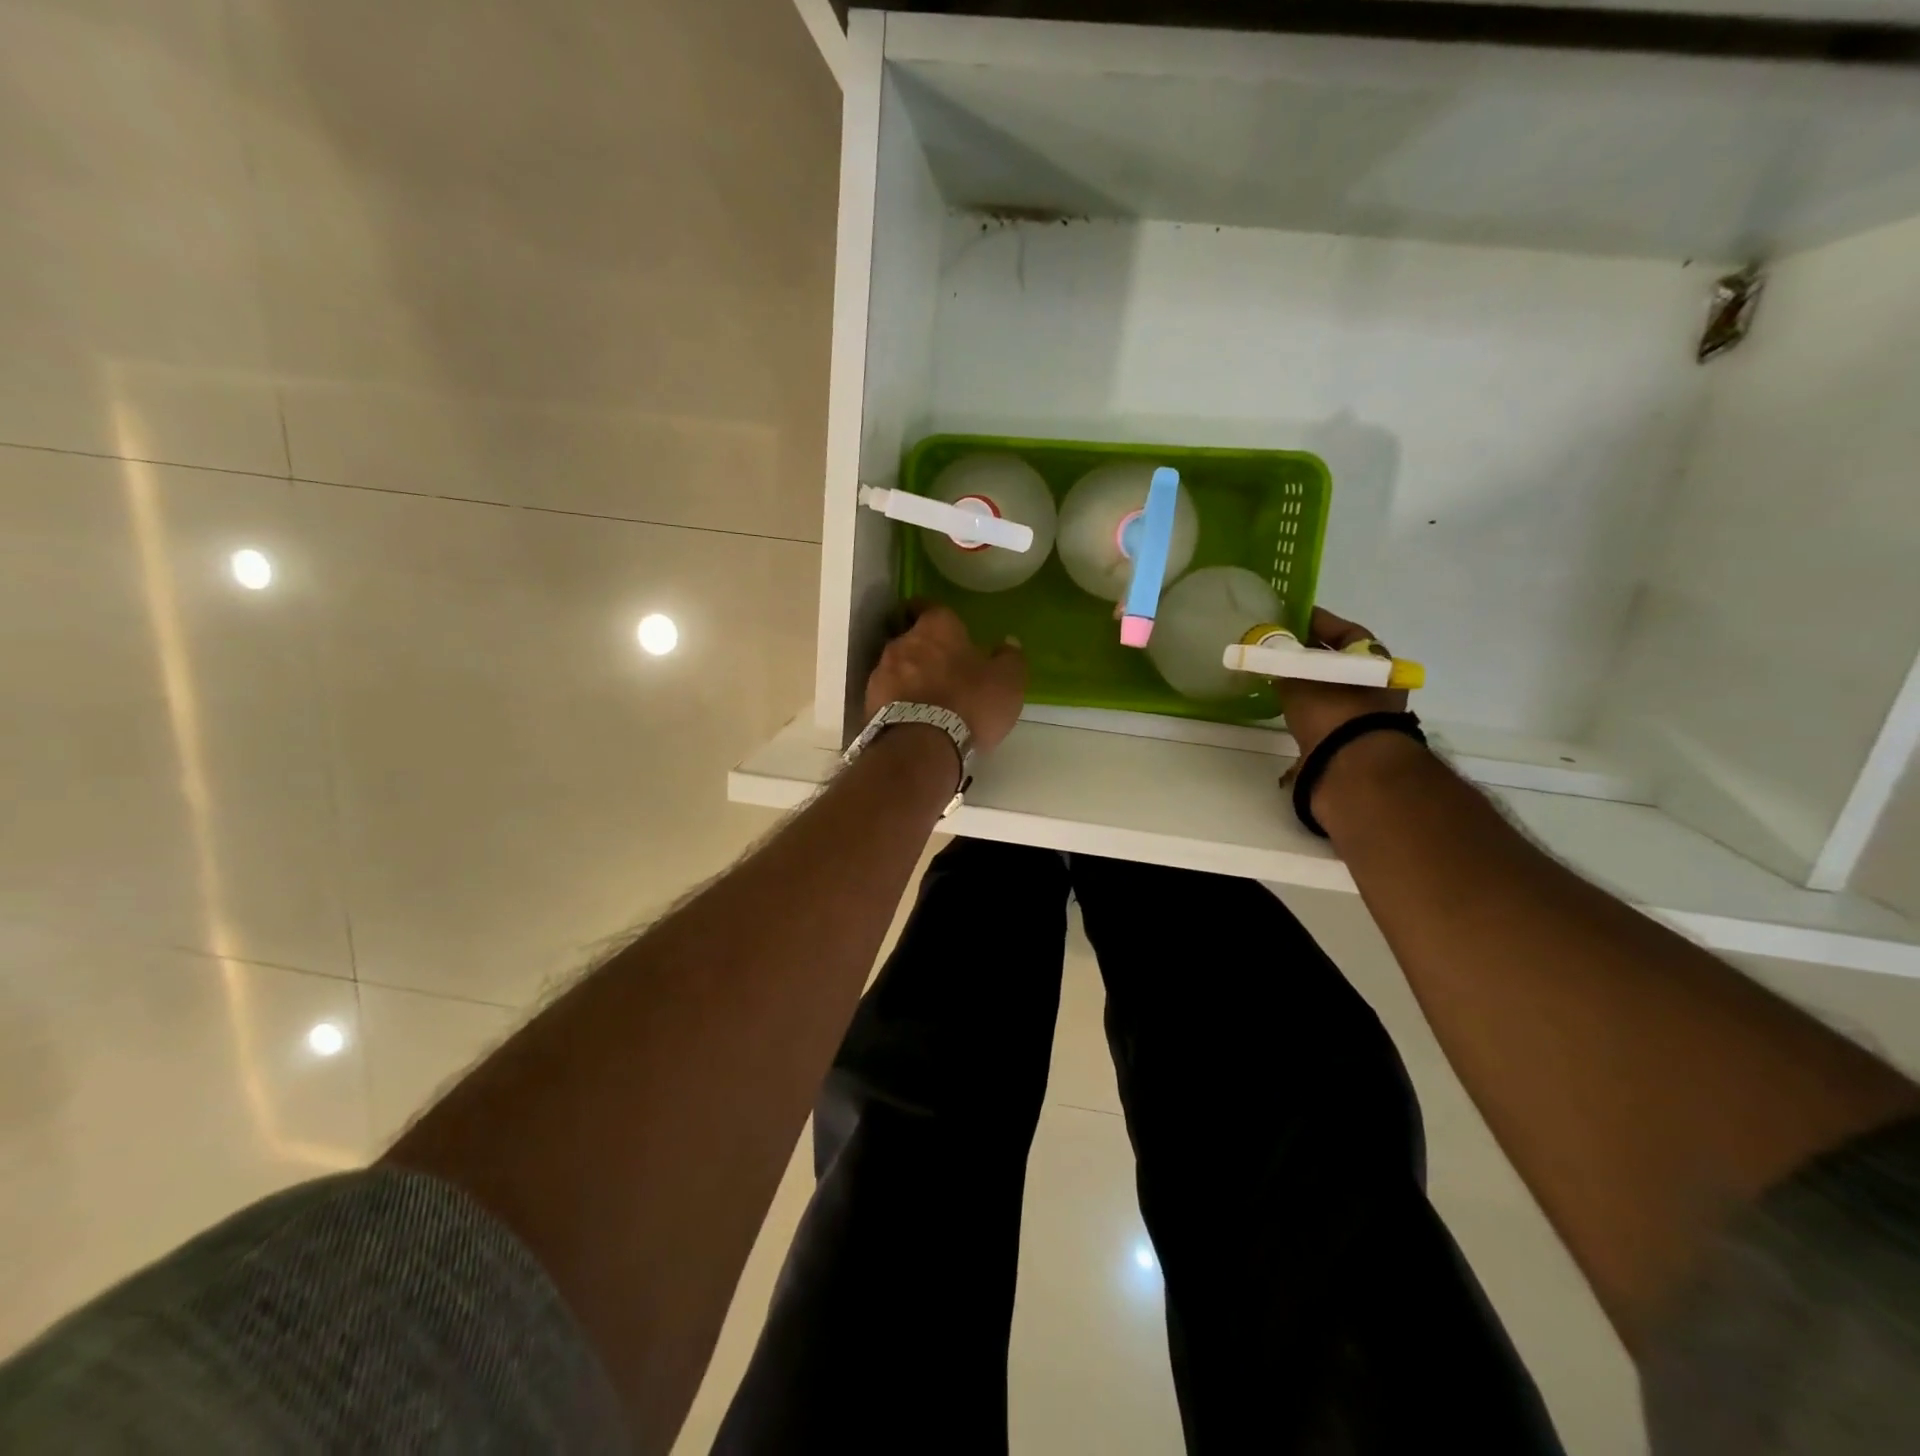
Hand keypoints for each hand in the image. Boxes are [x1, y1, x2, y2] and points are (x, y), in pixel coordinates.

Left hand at [865, 602, 1026, 753]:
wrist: (920, 747)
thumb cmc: (969, 704)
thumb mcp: (1007, 683)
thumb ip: (1009, 659)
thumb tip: (1008, 643)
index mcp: (936, 627)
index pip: (928, 605)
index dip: (931, 611)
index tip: (939, 622)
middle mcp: (902, 642)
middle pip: (909, 636)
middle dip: (923, 648)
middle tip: (941, 666)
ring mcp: (881, 672)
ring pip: (895, 666)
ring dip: (908, 676)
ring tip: (926, 697)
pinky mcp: (869, 702)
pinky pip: (886, 694)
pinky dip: (897, 700)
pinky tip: (912, 717)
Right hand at [1275, 606, 1408, 760]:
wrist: (1350, 765)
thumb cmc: (1331, 709)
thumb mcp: (1299, 678)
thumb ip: (1281, 662)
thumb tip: (1265, 653)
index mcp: (1373, 661)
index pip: (1346, 631)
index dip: (1317, 621)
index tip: (1292, 615)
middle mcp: (1375, 684)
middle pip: (1338, 659)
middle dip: (1310, 652)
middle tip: (1280, 645)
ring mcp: (1365, 712)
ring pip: (1331, 686)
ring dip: (1308, 680)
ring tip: (1278, 675)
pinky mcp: (1350, 737)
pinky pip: (1326, 711)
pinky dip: (1308, 705)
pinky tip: (1286, 704)